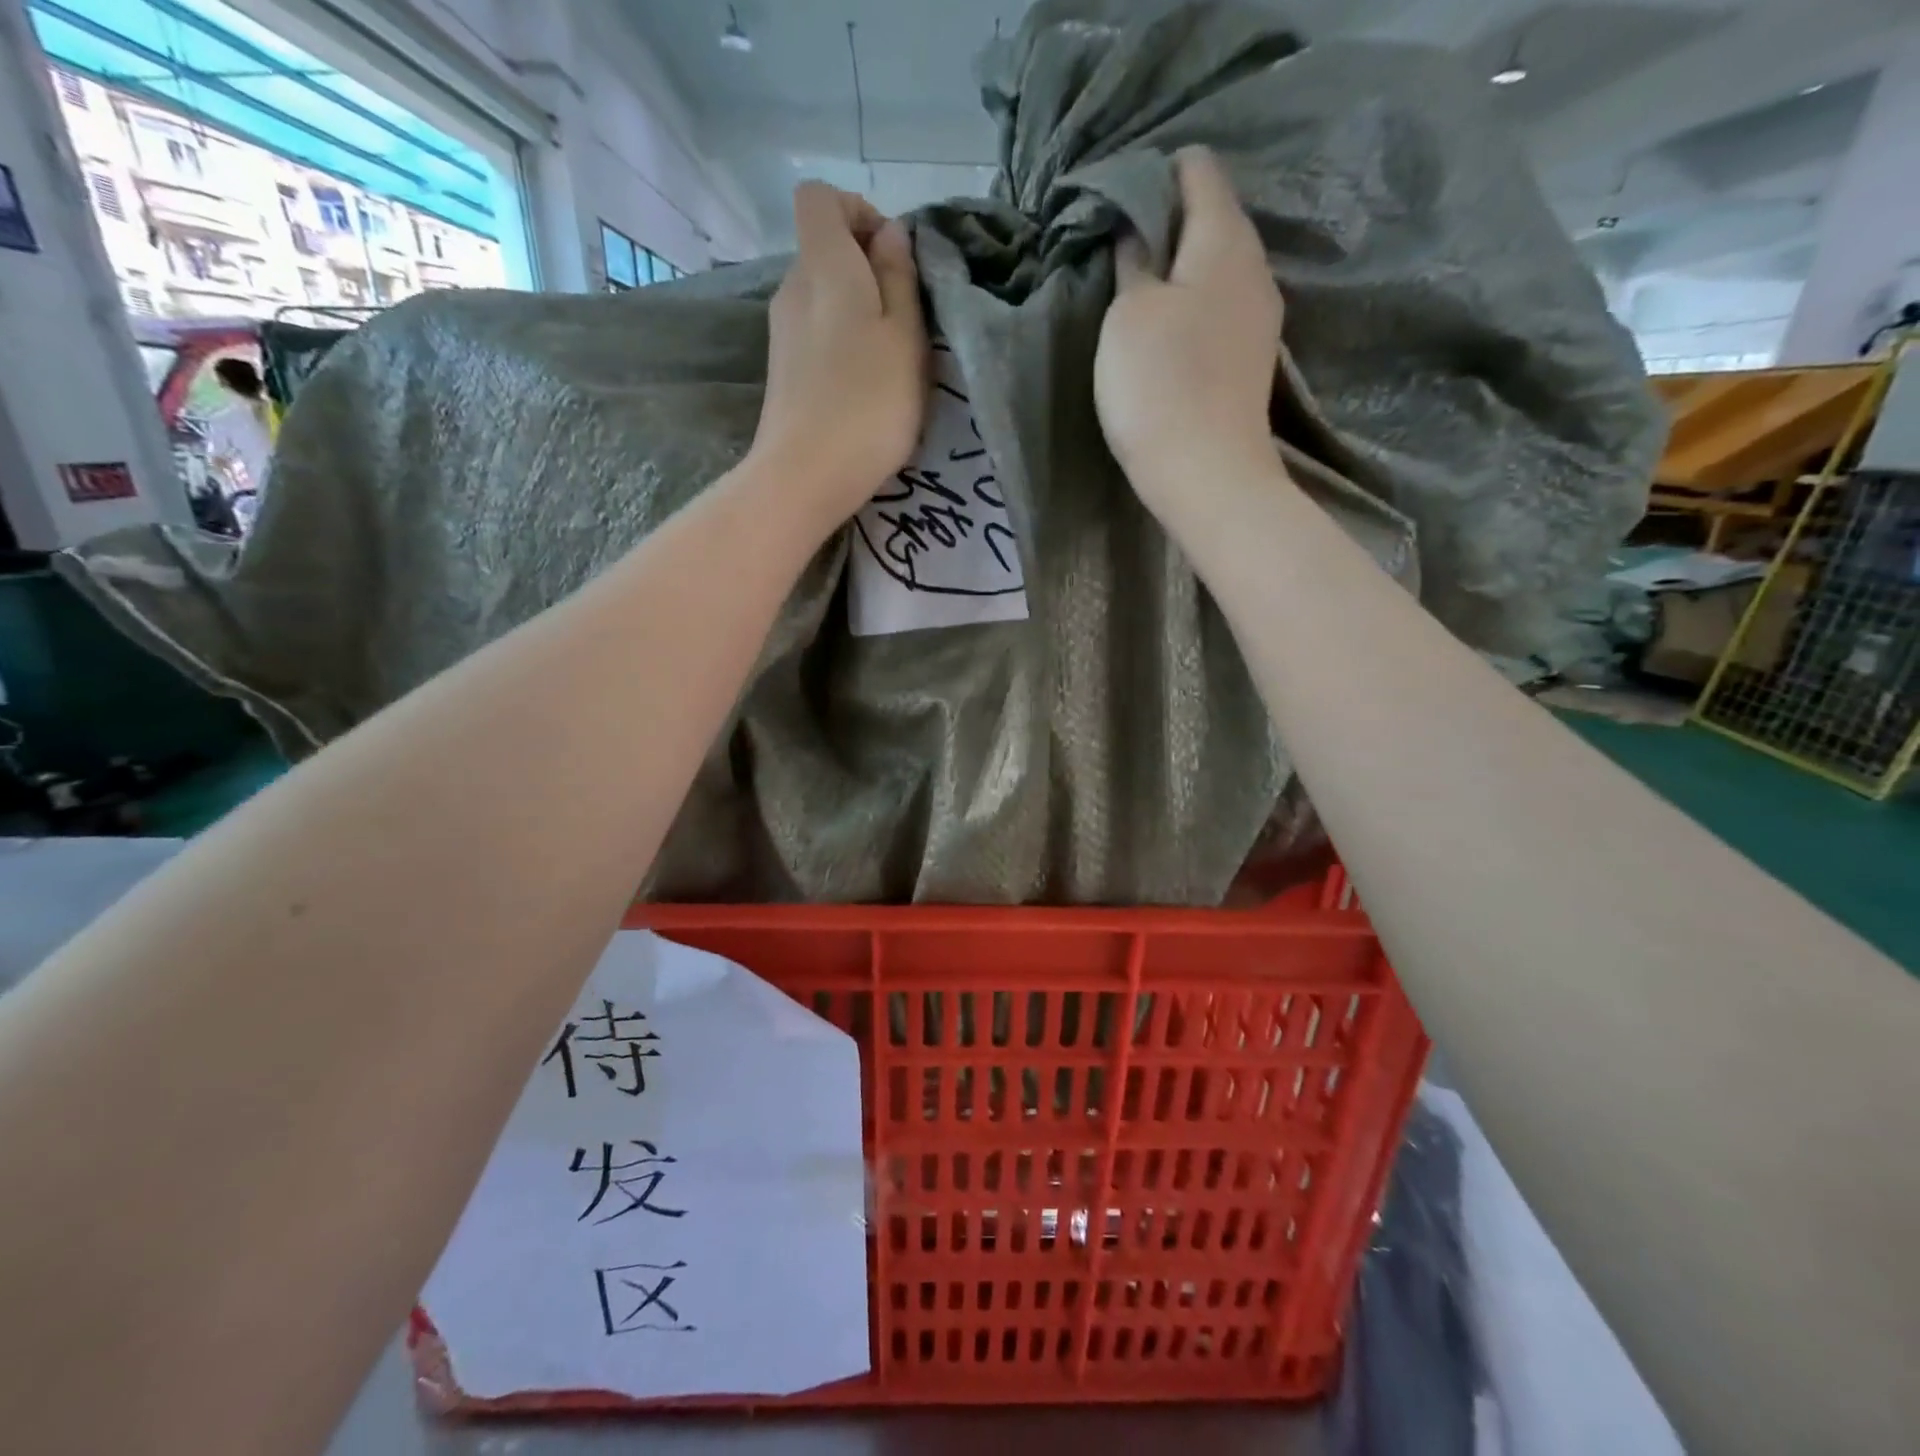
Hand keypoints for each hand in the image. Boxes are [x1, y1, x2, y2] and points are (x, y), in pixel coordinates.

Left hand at [750, 183, 927, 529]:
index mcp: (823, 265)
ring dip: (857, 313)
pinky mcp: (782, 371)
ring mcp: (781, 332)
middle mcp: (792, 287)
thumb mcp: (905, 336)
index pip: (820, 197)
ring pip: (822, 297)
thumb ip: (899, 277)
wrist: (805, 476)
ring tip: (888, 360)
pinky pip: (814, 333)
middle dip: (867, 269)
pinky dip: (839, 343)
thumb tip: (889, 234)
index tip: (893, 256)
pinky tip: (861, 385)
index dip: (860, 211)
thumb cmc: (868, 403)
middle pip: (824, 250)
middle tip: (904, 318)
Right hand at [1094, 147, 1284, 513]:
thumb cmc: (1159, 384)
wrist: (1207, 474)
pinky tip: (1165, 335)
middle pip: (1211, 218)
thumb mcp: (1128, 314)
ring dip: (1177, 272)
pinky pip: (1219, 309)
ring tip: (1136, 297)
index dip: (1155, 175)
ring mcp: (1259, 315)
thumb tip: (1137, 231)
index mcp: (1225, 237)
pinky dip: (1191, 308)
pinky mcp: (1250, 358)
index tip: (1116, 207)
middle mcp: (1254, 265)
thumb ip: (1134, 260)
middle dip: (1166, 225)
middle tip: (1119, 255)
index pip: (1198, 169)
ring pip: (1215, 268)